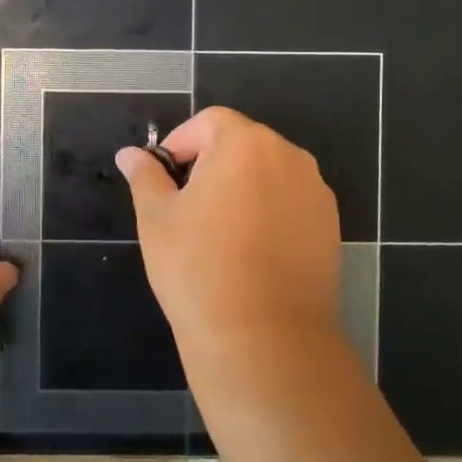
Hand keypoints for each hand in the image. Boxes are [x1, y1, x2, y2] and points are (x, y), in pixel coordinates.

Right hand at [115, 107, 343, 380]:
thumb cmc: (199, 268)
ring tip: (218, 232)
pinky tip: (250, 253)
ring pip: (269, 175)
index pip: (210, 122)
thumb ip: (145, 177)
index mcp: (246, 144)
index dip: (181, 142)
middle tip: (186, 206)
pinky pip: (290, 203)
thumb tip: (130, 154)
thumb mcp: (157, 218)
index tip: (163, 177)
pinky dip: (268, 213)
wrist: (265, 340)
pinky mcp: (330, 228)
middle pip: (243, 144)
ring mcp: (316, 193)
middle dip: (212, 164)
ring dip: (242, 188)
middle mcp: (289, 157)